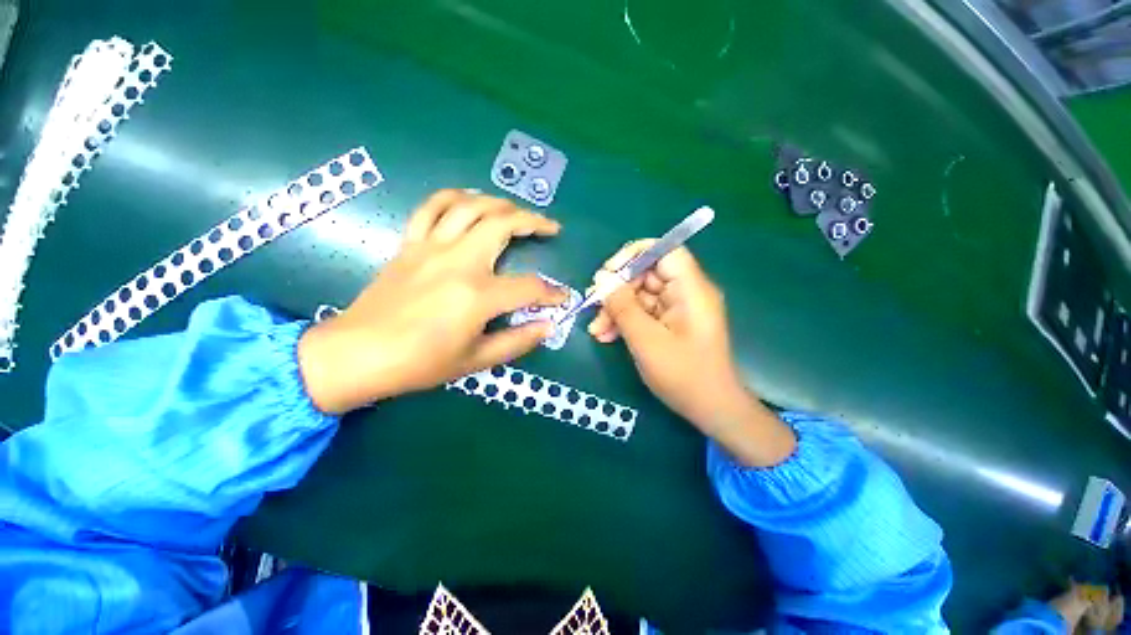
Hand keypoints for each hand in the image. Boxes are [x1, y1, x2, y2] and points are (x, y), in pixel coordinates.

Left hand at [297, 190, 567, 413]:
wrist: (358, 354)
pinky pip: (431, 207)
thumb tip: (547, 326)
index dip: (550, 293)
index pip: (528, 287)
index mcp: (477, 295)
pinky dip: (454, 197)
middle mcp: (459, 262)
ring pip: (471, 206)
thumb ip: (517, 341)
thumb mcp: (476, 360)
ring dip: (500, 203)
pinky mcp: (411, 244)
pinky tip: (469, 200)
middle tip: (550, 227)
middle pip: (503, 225)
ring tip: (516, 211)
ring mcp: (432, 248)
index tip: (560, 298)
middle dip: (534, 222)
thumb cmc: (419, 363)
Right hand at [587, 242, 795, 466]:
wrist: (711, 410)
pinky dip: (624, 322)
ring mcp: (677, 309)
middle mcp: (685, 293)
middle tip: (593, 306)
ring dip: (616, 310)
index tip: (608, 272)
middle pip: (646, 275)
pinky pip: (643, 313)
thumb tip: (602, 278)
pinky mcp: (669, 324)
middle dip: (617, 291)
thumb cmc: (684, 376)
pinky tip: (606, 336)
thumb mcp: (646, 340)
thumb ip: (622, 307)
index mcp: (691, 290)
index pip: (665, 251)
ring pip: (640, 296)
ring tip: (596, 330)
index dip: (635, 255)